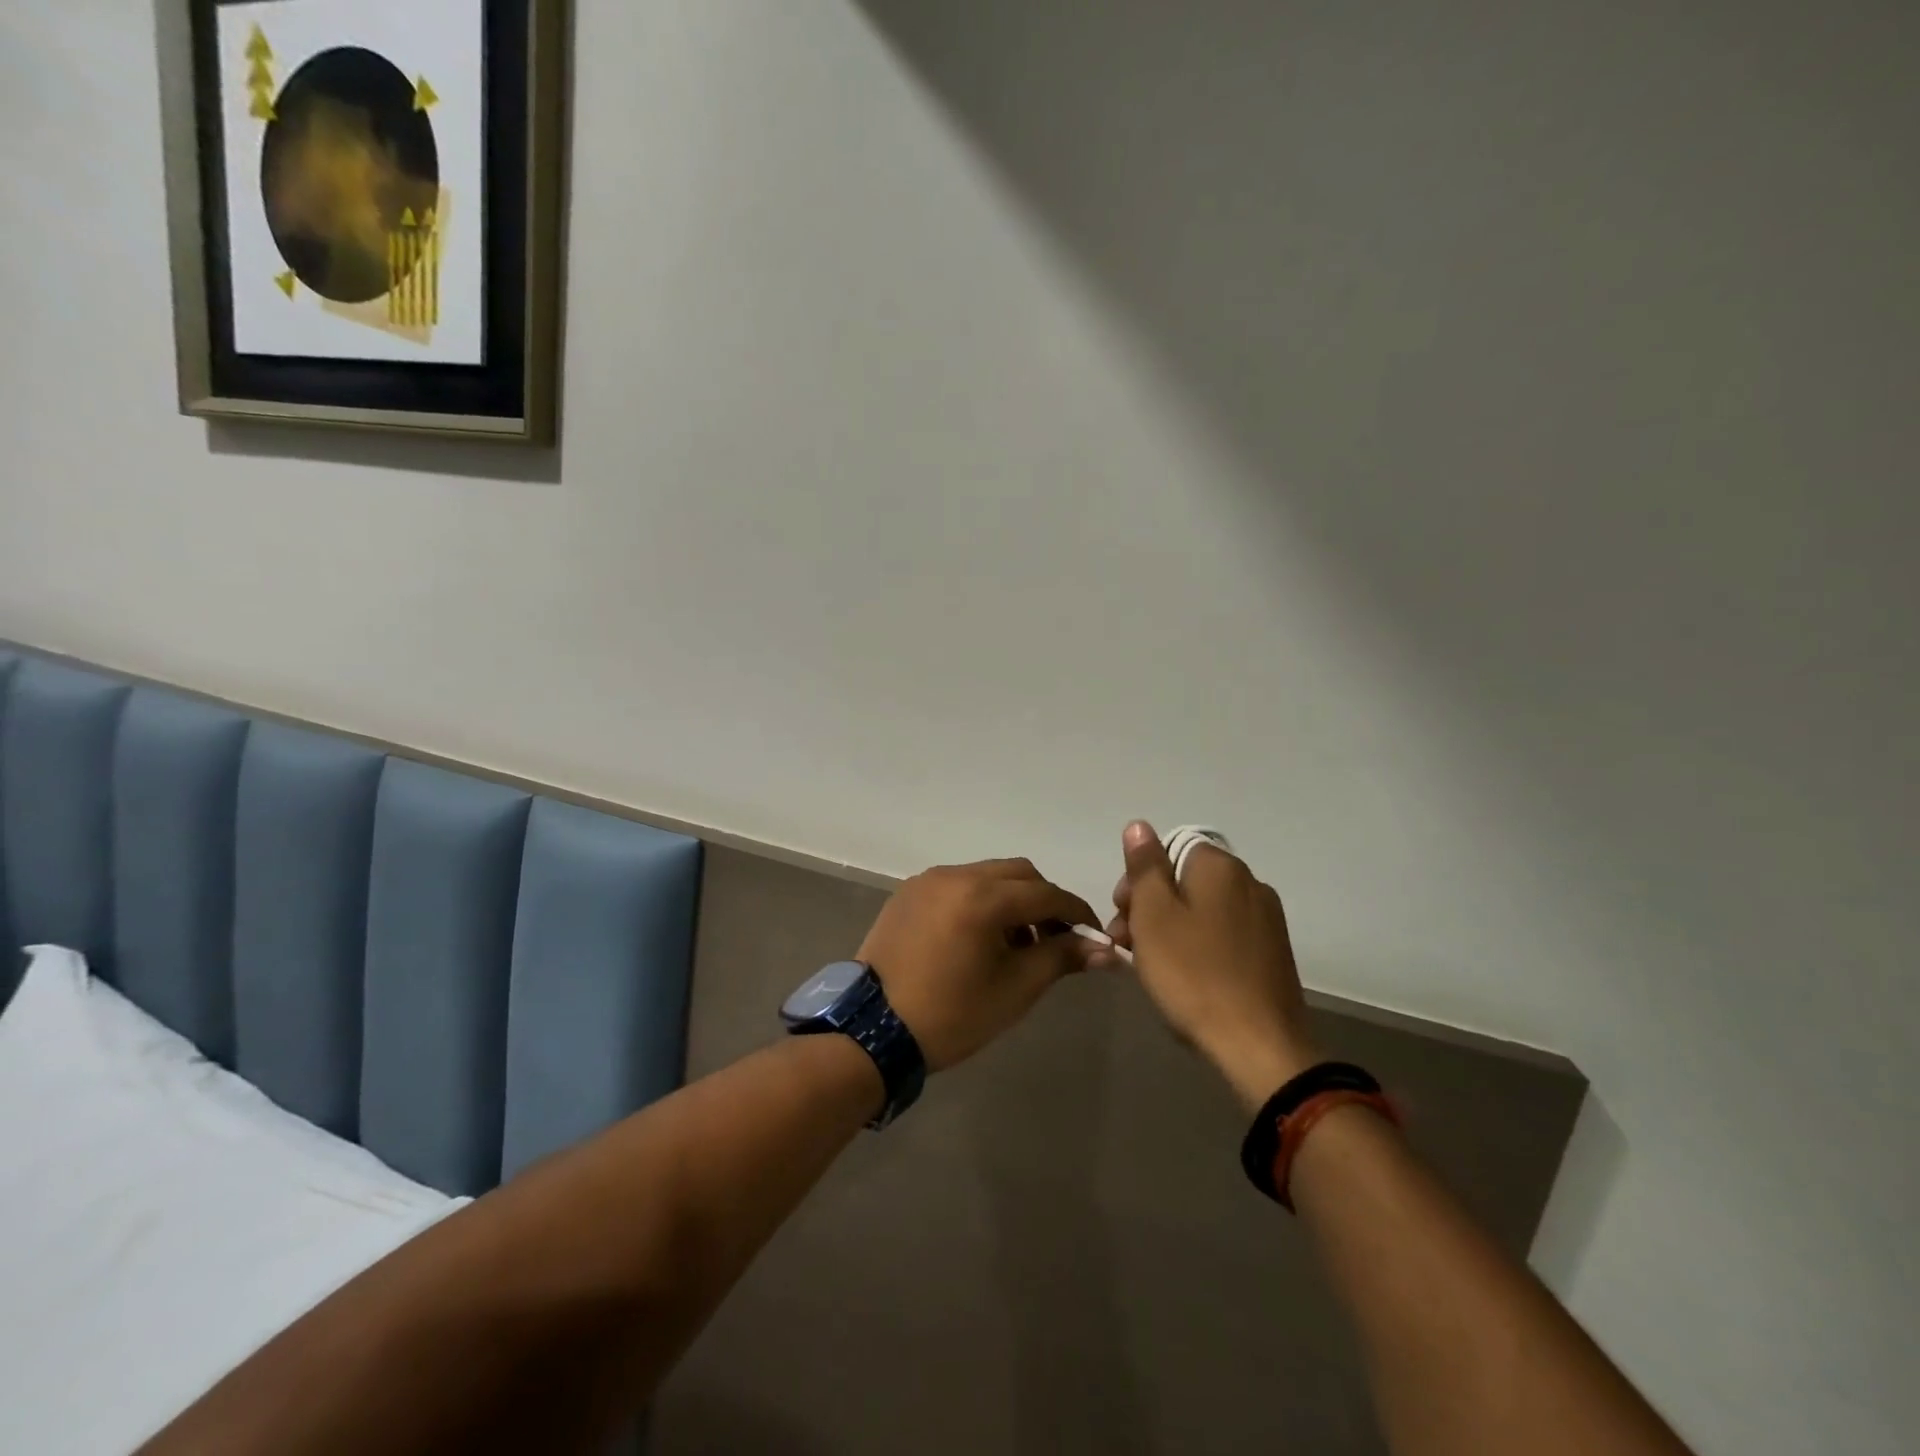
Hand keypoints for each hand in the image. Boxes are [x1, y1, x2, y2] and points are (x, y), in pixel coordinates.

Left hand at [858, 859, 1101, 1071]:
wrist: (872, 1030)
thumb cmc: (951, 1013)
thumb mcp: (1015, 989)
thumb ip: (1061, 958)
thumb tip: (1107, 950)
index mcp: (982, 896)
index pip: (1046, 893)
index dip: (1076, 912)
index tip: (1094, 936)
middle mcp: (955, 875)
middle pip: (1018, 874)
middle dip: (1044, 901)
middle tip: (1056, 939)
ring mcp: (928, 880)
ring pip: (987, 876)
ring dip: (1012, 900)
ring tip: (1017, 944)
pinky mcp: (909, 892)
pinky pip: (958, 885)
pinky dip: (980, 901)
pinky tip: (980, 937)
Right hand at [1108, 822, 1320, 1109]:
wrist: (1259, 1046)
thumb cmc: (1193, 973)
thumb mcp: (1153, 915)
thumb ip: (1145, 866)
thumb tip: (1139, 825)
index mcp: (1220, 867)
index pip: (1167, 851)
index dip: (1138, 880)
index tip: (1122, 916)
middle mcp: (1249, 883)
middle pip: (1184, 880)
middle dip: (1150, 906)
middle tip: (1127, 944)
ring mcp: (1266, 919)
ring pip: (1203, 910)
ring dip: (1171, 929)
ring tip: (1151, 967)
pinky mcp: (1272, 953)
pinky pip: (1224, 935)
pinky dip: (1199, 947)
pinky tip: (1186, 978)